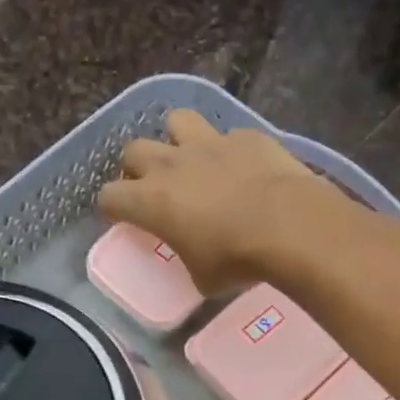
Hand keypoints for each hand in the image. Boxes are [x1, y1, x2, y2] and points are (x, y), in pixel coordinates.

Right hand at [99, 110, 343, 294]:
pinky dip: (229, 150)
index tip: (124, 218)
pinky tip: (242, 167)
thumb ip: (189, 260)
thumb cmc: (236, 259)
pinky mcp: (246, 136)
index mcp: (150, 201)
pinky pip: (227, 134)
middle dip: (137, 167)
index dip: (113, 208)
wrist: (289, 224)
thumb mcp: (202, 278)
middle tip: (153, 187)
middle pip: (133, 150)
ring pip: (176, 121)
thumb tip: (197, 261)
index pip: (109, 196)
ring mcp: (209, 143)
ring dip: (177, 139)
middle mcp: (171, 164)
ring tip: (191, 160)